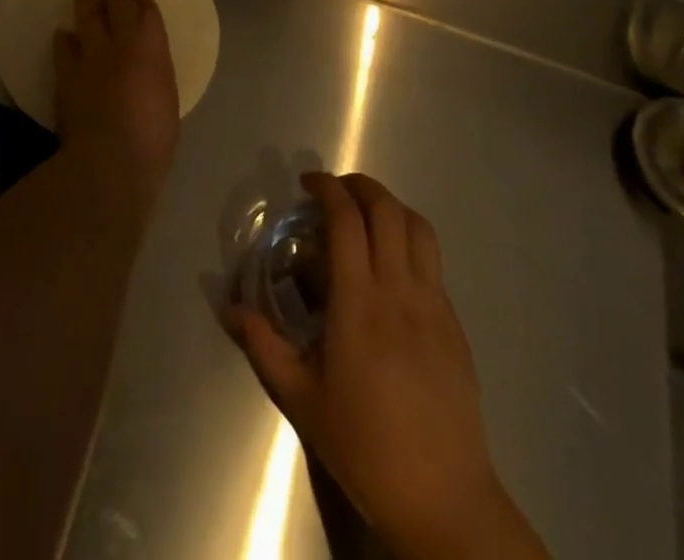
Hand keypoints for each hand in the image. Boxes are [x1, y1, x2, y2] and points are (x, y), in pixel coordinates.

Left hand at [52, 0, 179, 207]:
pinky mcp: (66, 72)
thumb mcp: (166, 98)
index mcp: (153, 47)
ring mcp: (91, 54)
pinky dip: (64, 38)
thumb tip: (145, 70)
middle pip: (116, 2)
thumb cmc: (153, 136)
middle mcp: (122, 41)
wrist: (111, 158)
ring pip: (86, 15)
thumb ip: (154, 74)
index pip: (147, 10)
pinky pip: (62, 45)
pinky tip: (63, 35)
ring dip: (86, 0)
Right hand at [227, 172, 547, 559]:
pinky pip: (433, 261)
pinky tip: (391, 266)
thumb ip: (263, 346)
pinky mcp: (454, 322)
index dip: (327, 189)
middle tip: (333, 192)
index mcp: (359, 303)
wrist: (442, 499)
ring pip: (418, 227)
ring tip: (365, 216)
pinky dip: (409, 240)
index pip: (347, 220)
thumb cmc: (364, 447)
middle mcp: (399, 291)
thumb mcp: (302, 399)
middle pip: (387, 210)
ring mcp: (433, 304)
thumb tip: (228, 307)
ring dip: (389, 206)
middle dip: (359, 186)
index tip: (307, 184)